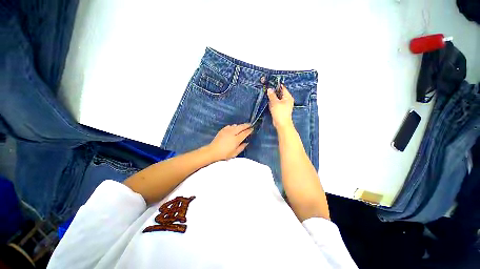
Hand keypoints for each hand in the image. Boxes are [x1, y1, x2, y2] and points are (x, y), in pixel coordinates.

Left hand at [207, 123, 252, 160]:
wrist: (213, 151)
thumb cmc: (225, 154)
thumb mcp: (235, 153)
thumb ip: (241, 147)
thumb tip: (246, 143)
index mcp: (236, 139)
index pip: (245, 133)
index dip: (249, 130)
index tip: (252, 128)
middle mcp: (232, 133)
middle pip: (241, 127)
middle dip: (246, 125)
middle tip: (250, 124)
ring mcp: (227, 131)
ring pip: (235, 125)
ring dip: (240, 125)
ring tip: (242, 126)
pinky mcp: (222, 130)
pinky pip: (229, 126)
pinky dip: (233, 126)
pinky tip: (233, 127)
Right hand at [267, 85, 293, 129]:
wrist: (281, 124)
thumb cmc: (279, 112)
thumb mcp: (275, 102)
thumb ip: (272, 95)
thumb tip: (269, 89)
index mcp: (288, 97)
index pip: (282, 88)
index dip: (276, 85)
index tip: (269, 84)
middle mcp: (287, 100)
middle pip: (280, 93)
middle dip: (273, 92)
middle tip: (266, 89)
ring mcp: (284, 105)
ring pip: (277, 99)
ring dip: (272, 97)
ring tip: (266, 95)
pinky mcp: (280, 109)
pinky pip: (276, 103)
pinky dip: (272, 102)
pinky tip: (268, 102)